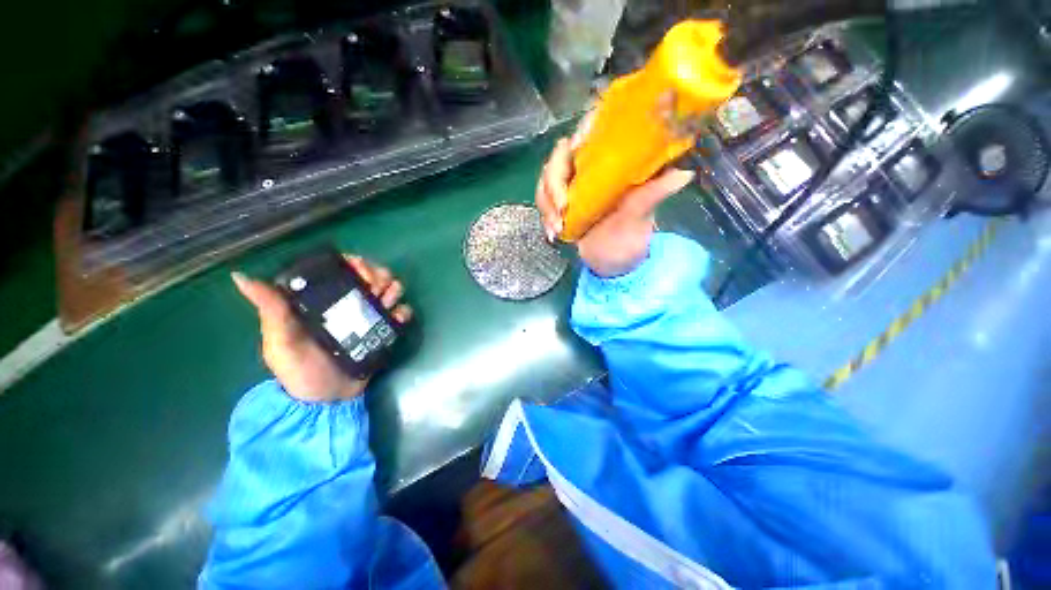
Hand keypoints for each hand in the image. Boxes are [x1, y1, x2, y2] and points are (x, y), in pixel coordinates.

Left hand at [232, 256, 412, 402]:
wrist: (328, 401)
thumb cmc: (300, 371)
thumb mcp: (281, 341)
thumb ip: (271, 311)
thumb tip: (241, 277)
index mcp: (321, 300)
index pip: (340, 269)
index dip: (354, 263)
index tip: (361, 273)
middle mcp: (346, 303)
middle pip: (371, 275)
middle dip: (379, 276)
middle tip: (377, 290)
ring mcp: (367, 316)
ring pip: (389, 289)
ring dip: (393, 290)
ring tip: (387, 303)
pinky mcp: (382, 330)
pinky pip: (400, 313)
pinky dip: (403, 311)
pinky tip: (398, 318)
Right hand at [535, 118, 694, 277]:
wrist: (614, 263)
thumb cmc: (629, 238)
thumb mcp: (640, 217)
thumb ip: (653, 195)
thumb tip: (684, 174)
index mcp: (611, 163)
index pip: (592, 131)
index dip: (581, 131)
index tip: (576, 148)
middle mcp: (589, 169)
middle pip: (560, 157)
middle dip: (554, 181)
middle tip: (563, 207)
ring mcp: (571, 187)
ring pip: (546, 179)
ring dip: (547, 203)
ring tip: (556, 229)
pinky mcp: (560, 204)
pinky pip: (544, 201)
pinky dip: (544, 216)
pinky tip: (552, 233)